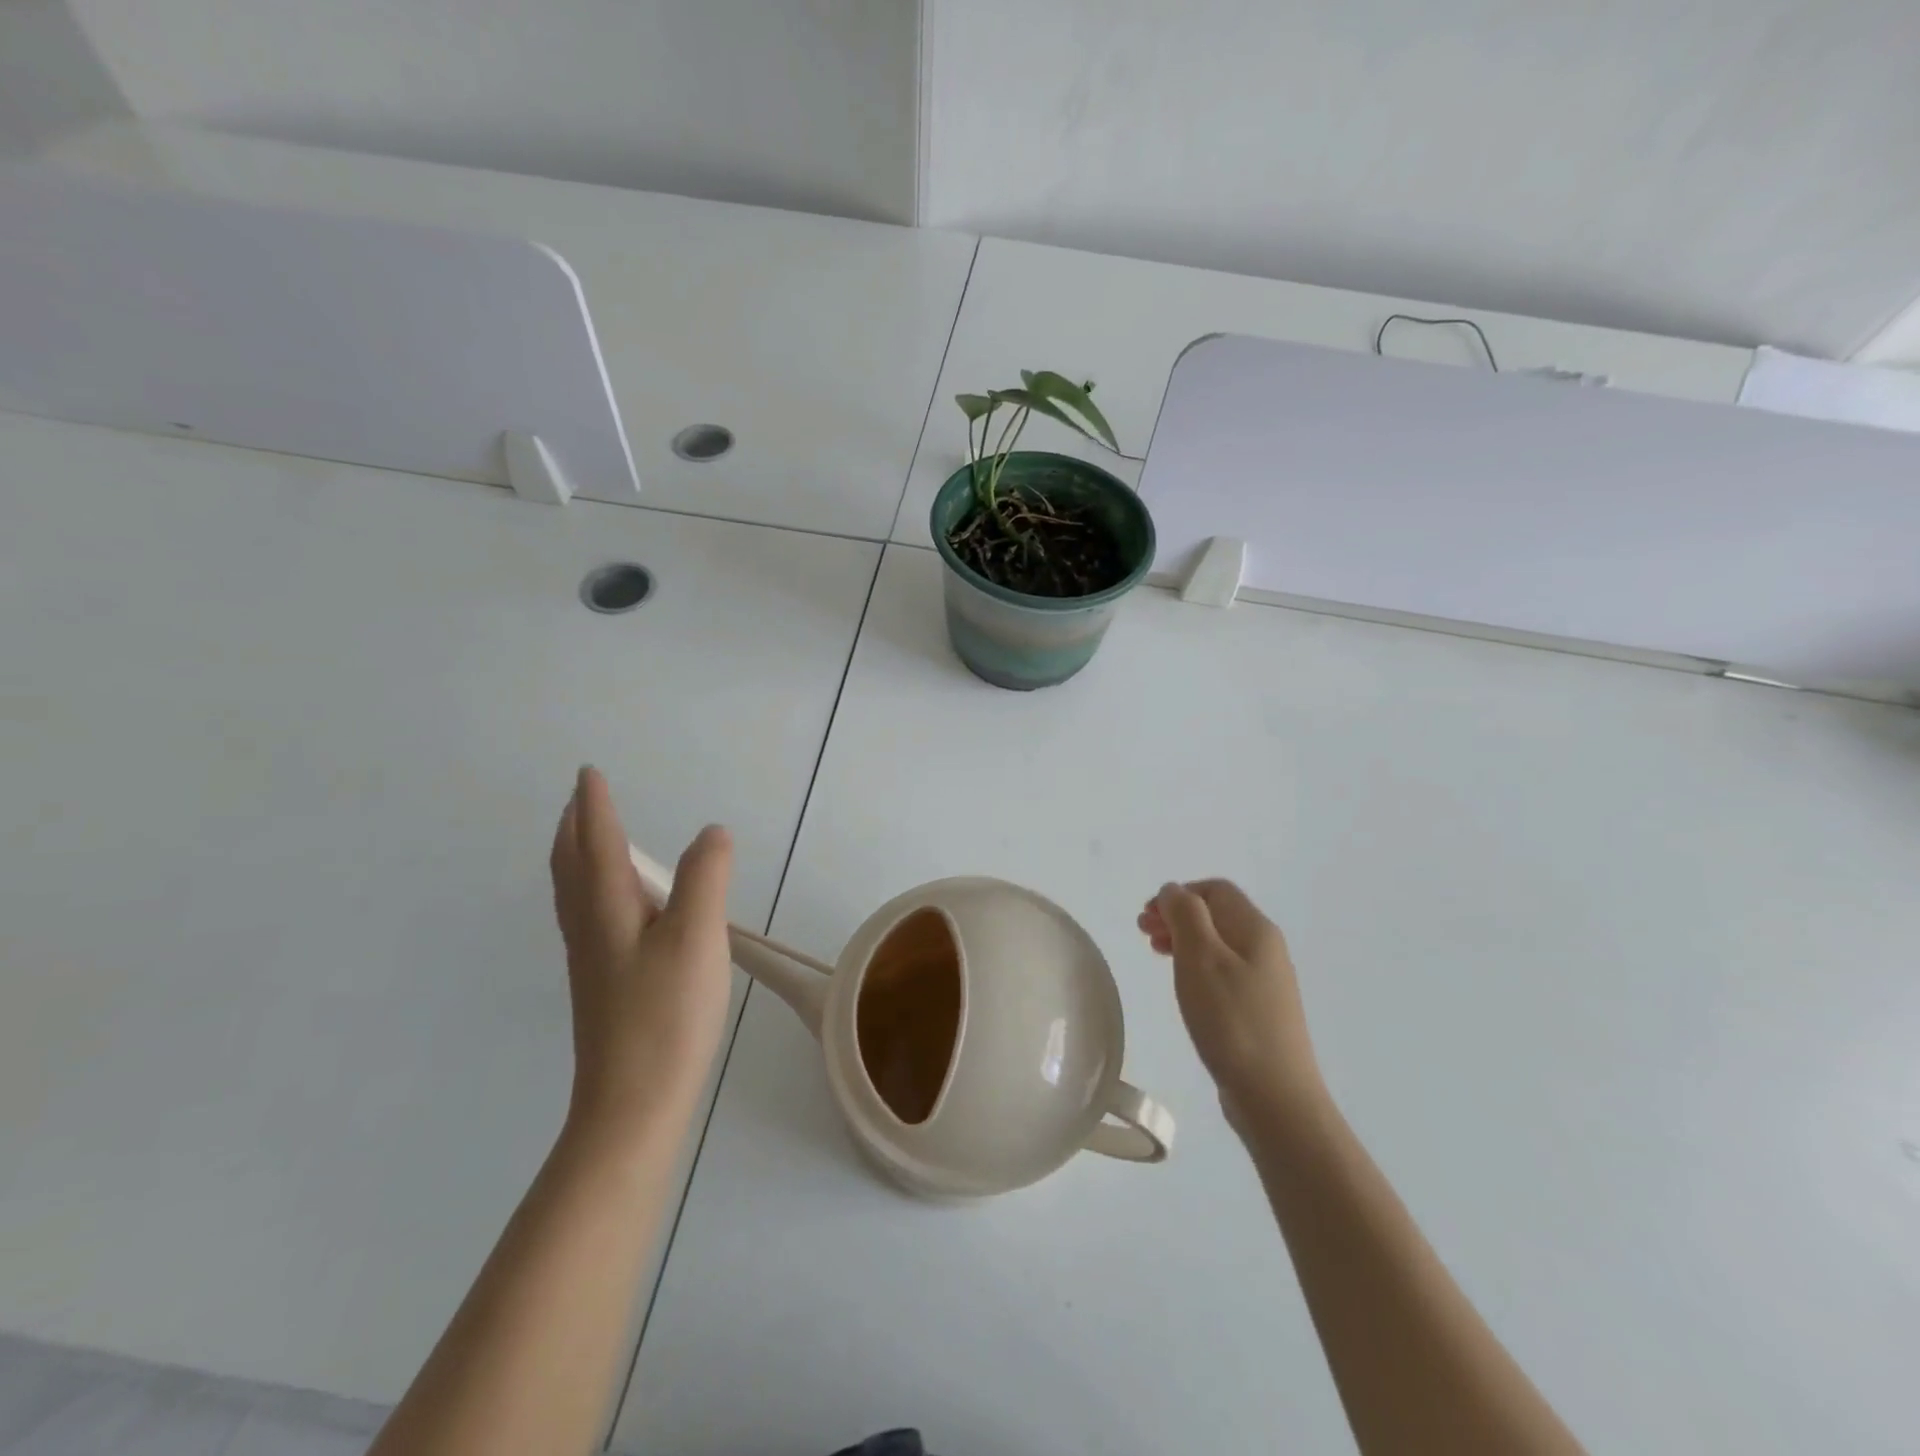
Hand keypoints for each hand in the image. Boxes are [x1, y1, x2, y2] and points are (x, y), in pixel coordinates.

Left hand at [550, 766, 734, 1139]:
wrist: (632, 1106)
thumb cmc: (666, 1017)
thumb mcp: (697, 938)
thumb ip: (705, 879)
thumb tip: (711, 833)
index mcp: (608, 911)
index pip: (598, 844)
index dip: (594, 806)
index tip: (588, 773)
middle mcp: (590, 930)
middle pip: (572, 867)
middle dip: (575, 828)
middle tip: (582, 799)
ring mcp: (592, 962)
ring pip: (576, 895)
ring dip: (579, 857)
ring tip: (593, 840)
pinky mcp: (602, 987)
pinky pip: (588, 917)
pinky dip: (593, 890)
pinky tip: (617, 908)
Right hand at [1139, 880, 1324, 1129]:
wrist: (1275, 1096)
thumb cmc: (1232, 1020)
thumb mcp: (1200, 958)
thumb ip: (1185, 915)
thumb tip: (1174, 890)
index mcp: (1255, 929)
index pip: (1215, 890)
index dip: (1178, 894)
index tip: (1147, 918)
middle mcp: (1266, 948)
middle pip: (1217, 914)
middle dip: (1177, 916)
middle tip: (1143, 934)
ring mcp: (1266, 980)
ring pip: (1218, 943)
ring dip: (1184, 940)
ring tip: (1156, 955)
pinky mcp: (1259, 1009)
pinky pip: (1224, 971)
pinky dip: (1197, 966)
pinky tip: (1185, 986)